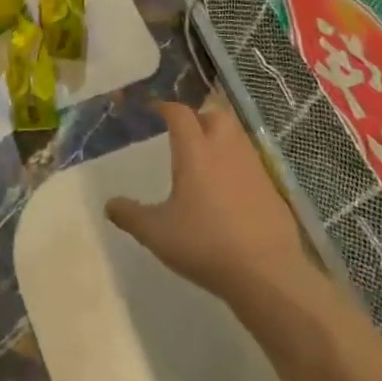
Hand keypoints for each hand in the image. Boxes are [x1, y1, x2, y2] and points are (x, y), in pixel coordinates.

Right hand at [106, 100, 316, 309]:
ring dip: (220, 136)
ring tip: (204, 157)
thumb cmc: (205, 244)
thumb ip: (130, 215)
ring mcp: (254, 167)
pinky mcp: (272, 188)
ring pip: (237, 136)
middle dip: (199, 115)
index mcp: (195, 152)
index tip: (152, 110)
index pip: (179, 114)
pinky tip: (228, 188)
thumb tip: (109, 204)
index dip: (164, 107)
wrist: (267, 273)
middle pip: (215, 114)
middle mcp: (226, 150)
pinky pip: (250, 162)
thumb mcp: (156, 233)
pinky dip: (236, 164)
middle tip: (183, 132)